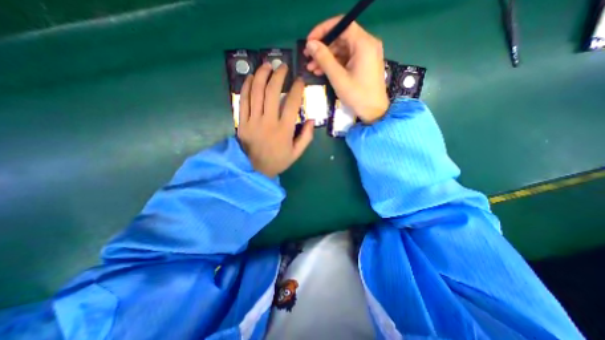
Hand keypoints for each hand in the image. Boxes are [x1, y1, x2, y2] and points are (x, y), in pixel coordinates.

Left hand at [236, 63, 313, 177]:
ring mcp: (253, 121)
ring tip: (267, 65)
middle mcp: (269, 122)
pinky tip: (252, 77)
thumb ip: (306, 137)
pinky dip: (247, 87)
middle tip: (282, 66)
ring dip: (262, 76)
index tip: (300, 80)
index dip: (297, 89)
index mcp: (284, 130)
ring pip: (257, 93)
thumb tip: (312, 120)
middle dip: (279, 75)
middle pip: (273, 92)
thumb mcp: (296, 153)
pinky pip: (243, 101)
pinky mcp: (242, 122)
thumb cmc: (278, 161)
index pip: (292, 103)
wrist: (255, 169)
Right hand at [305, 16, 389, 123]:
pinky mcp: (364, 64)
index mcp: (364, 44)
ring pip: (342, 49)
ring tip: (312, 68)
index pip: (342, 25)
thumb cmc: (357, 96)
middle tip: (308, 58)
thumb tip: (310, 44)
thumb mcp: (338, 78)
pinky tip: (322, 71)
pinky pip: (346, 59)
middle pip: (341, 38)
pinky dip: (334, 64)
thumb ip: (324, 59)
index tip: (309, 41)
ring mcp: (366, 54)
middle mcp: (367, 44)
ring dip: (326, 58)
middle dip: (323, 48)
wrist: (374, 112)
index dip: (323, 31)